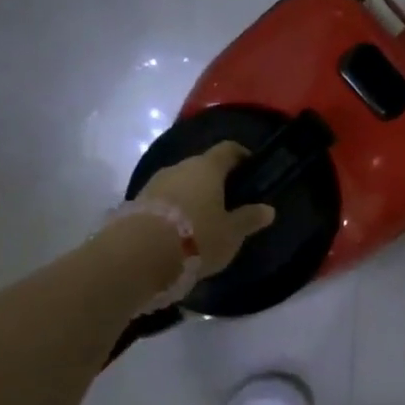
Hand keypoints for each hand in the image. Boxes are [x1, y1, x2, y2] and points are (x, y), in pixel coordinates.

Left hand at [137, 142, 276, 277]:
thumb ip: (249, 219)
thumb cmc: (196, 237)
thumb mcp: (231, 233)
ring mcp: (155, 182)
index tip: (250, 168)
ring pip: (181, 183)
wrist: (138, 254)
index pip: (228, 150)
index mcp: (207, 167)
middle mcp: (180, 167)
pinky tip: (179, 231)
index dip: (241, 156)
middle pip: (202, 166)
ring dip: (192, 196)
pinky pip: (163, 200)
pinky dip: (174, 209)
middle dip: (215, 181)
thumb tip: (268, 209)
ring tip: (202, 220)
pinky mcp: (136, 201)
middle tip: (228, 202)